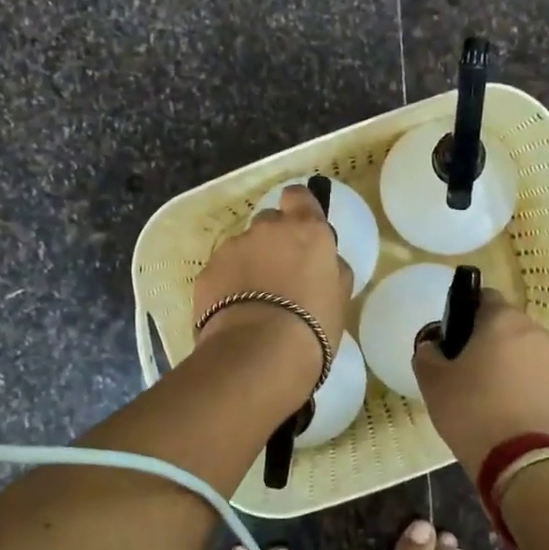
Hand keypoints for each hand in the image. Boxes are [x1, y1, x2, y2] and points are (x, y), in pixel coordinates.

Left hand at [193, 183, 352, 381]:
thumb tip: (324, 261)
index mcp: (306, 229)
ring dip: (250, 264)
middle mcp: (267, 228)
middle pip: (270, 222)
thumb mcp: (340, 296)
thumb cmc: (313, 325)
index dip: (299, 208)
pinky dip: (228, 284)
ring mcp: (233, 247)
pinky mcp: (208, 271)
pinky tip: (235, 313)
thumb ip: (332, 268)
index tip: (301, 229)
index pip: (299, 196)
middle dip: (274, 241)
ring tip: (255, 301)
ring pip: (243, 247)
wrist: (259, 354)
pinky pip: (222, 271)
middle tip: (281, 275)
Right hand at [412, 290, 548, 476]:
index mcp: (503, 319)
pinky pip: (540, 375)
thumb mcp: (433, 382)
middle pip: (506, 325)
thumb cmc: (473, 411)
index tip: (453, 340)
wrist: (526, 462)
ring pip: (525, 351)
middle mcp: (536, 331)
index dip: (465, 314)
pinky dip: (526, 384)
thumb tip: (433, 346)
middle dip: (488, 340)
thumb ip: (427, 354)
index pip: (483, 297)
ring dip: (509, 363)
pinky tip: (510, 410)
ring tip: (490, 394)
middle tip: (466, 370)